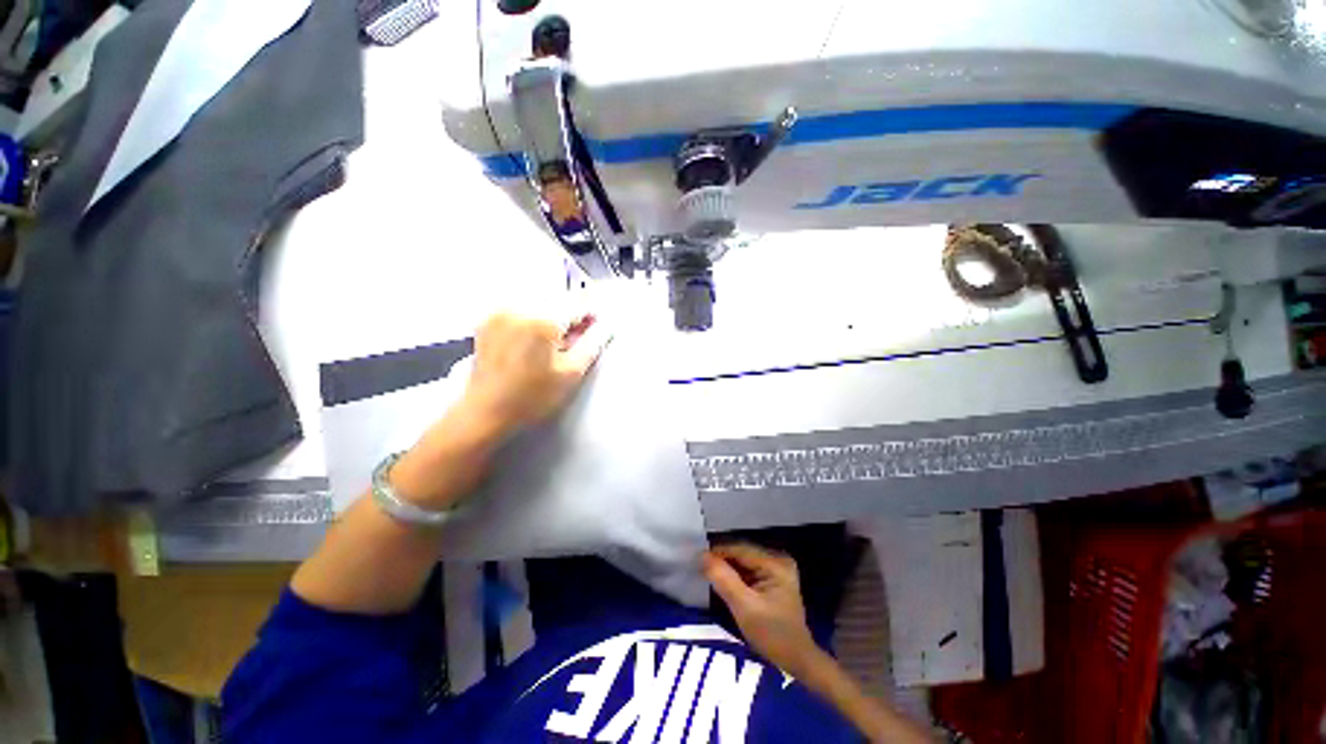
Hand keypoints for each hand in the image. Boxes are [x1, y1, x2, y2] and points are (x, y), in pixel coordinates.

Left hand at [462, 310, 609, 436]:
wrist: (485, 412)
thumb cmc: (532, 397)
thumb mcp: (571, 374)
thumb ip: (592, 344)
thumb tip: (607, 325)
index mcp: (542, 319)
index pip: (578, 303)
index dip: (593, 313)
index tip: (599, 327)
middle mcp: (519, 307)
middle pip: (558, 299)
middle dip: (573, 315)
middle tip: (578, 339)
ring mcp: (500, 311)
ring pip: (540, 303)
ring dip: (554, 316)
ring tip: (557, 341)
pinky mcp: (489, 320)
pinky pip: (521, 309)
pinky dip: (534, 318)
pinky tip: (536, 340)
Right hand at [704, 543, 818, 674]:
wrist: (796, 660)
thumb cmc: (772, 635)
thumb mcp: (744, 608)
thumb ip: (724, 579)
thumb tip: (702, 555)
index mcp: (775, 563)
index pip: (740, 549)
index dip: (717, 551)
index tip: (696, 558)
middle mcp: (777, 559)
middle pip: (741, 553)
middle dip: (720, 558)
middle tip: (698, 565)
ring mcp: (776, 567)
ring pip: (742, 561)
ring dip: (725, 566)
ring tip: (705, 571)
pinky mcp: (772, 577)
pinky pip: (747, 569)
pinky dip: (733, 574)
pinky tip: (720, 579)